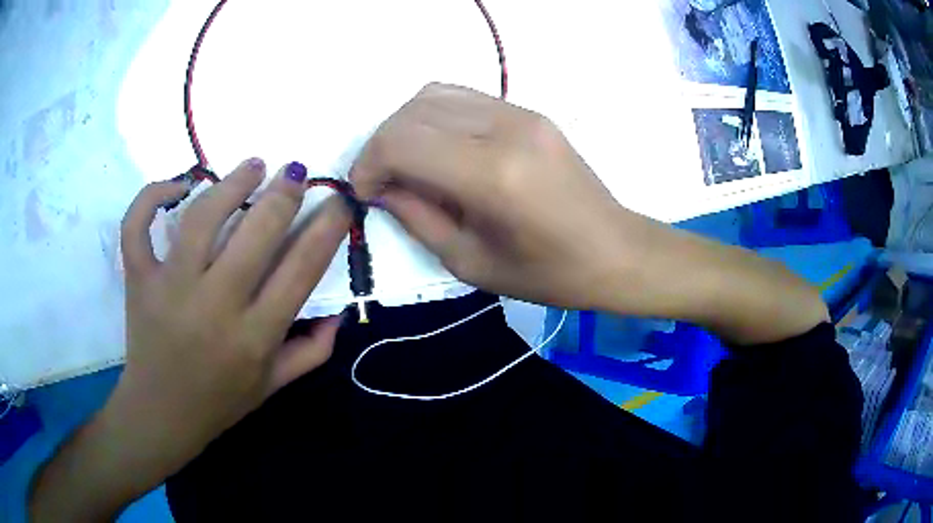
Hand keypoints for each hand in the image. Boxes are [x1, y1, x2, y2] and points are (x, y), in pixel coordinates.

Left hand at [116, 159, 349, 481]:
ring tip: (253, 165)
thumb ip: (312, 351)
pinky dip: (152, 195)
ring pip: (200, 218)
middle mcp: (214, 308)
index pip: (301, 270)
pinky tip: (177, 186)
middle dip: (283, 194)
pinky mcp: (138, 280)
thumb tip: (339, 310)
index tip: (337, 201)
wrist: (160, 415)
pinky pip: (138, 226)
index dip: (326, 227)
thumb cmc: (219, 403)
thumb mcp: (273, 386)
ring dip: (231, 183)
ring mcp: (170, 289)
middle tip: (295, 172)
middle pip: (255, 234)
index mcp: (254, 337)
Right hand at [351, 84, 826, 343]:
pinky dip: (434, 117)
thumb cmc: (549, 274)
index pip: (402, 140)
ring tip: (406, 165)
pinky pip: (463, 97)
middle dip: (382, 144)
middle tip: (381, 181)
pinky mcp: (529, 111)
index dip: (370, 163)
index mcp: (492, 175)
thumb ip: (417, 216)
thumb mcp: (471, 262)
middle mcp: (505, 129)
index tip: (366, 190)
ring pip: (434, 94)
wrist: (616, 250)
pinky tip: (438, 149)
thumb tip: (381, 186)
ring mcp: (521, 112)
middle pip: (413, 111)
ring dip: (406, 126)